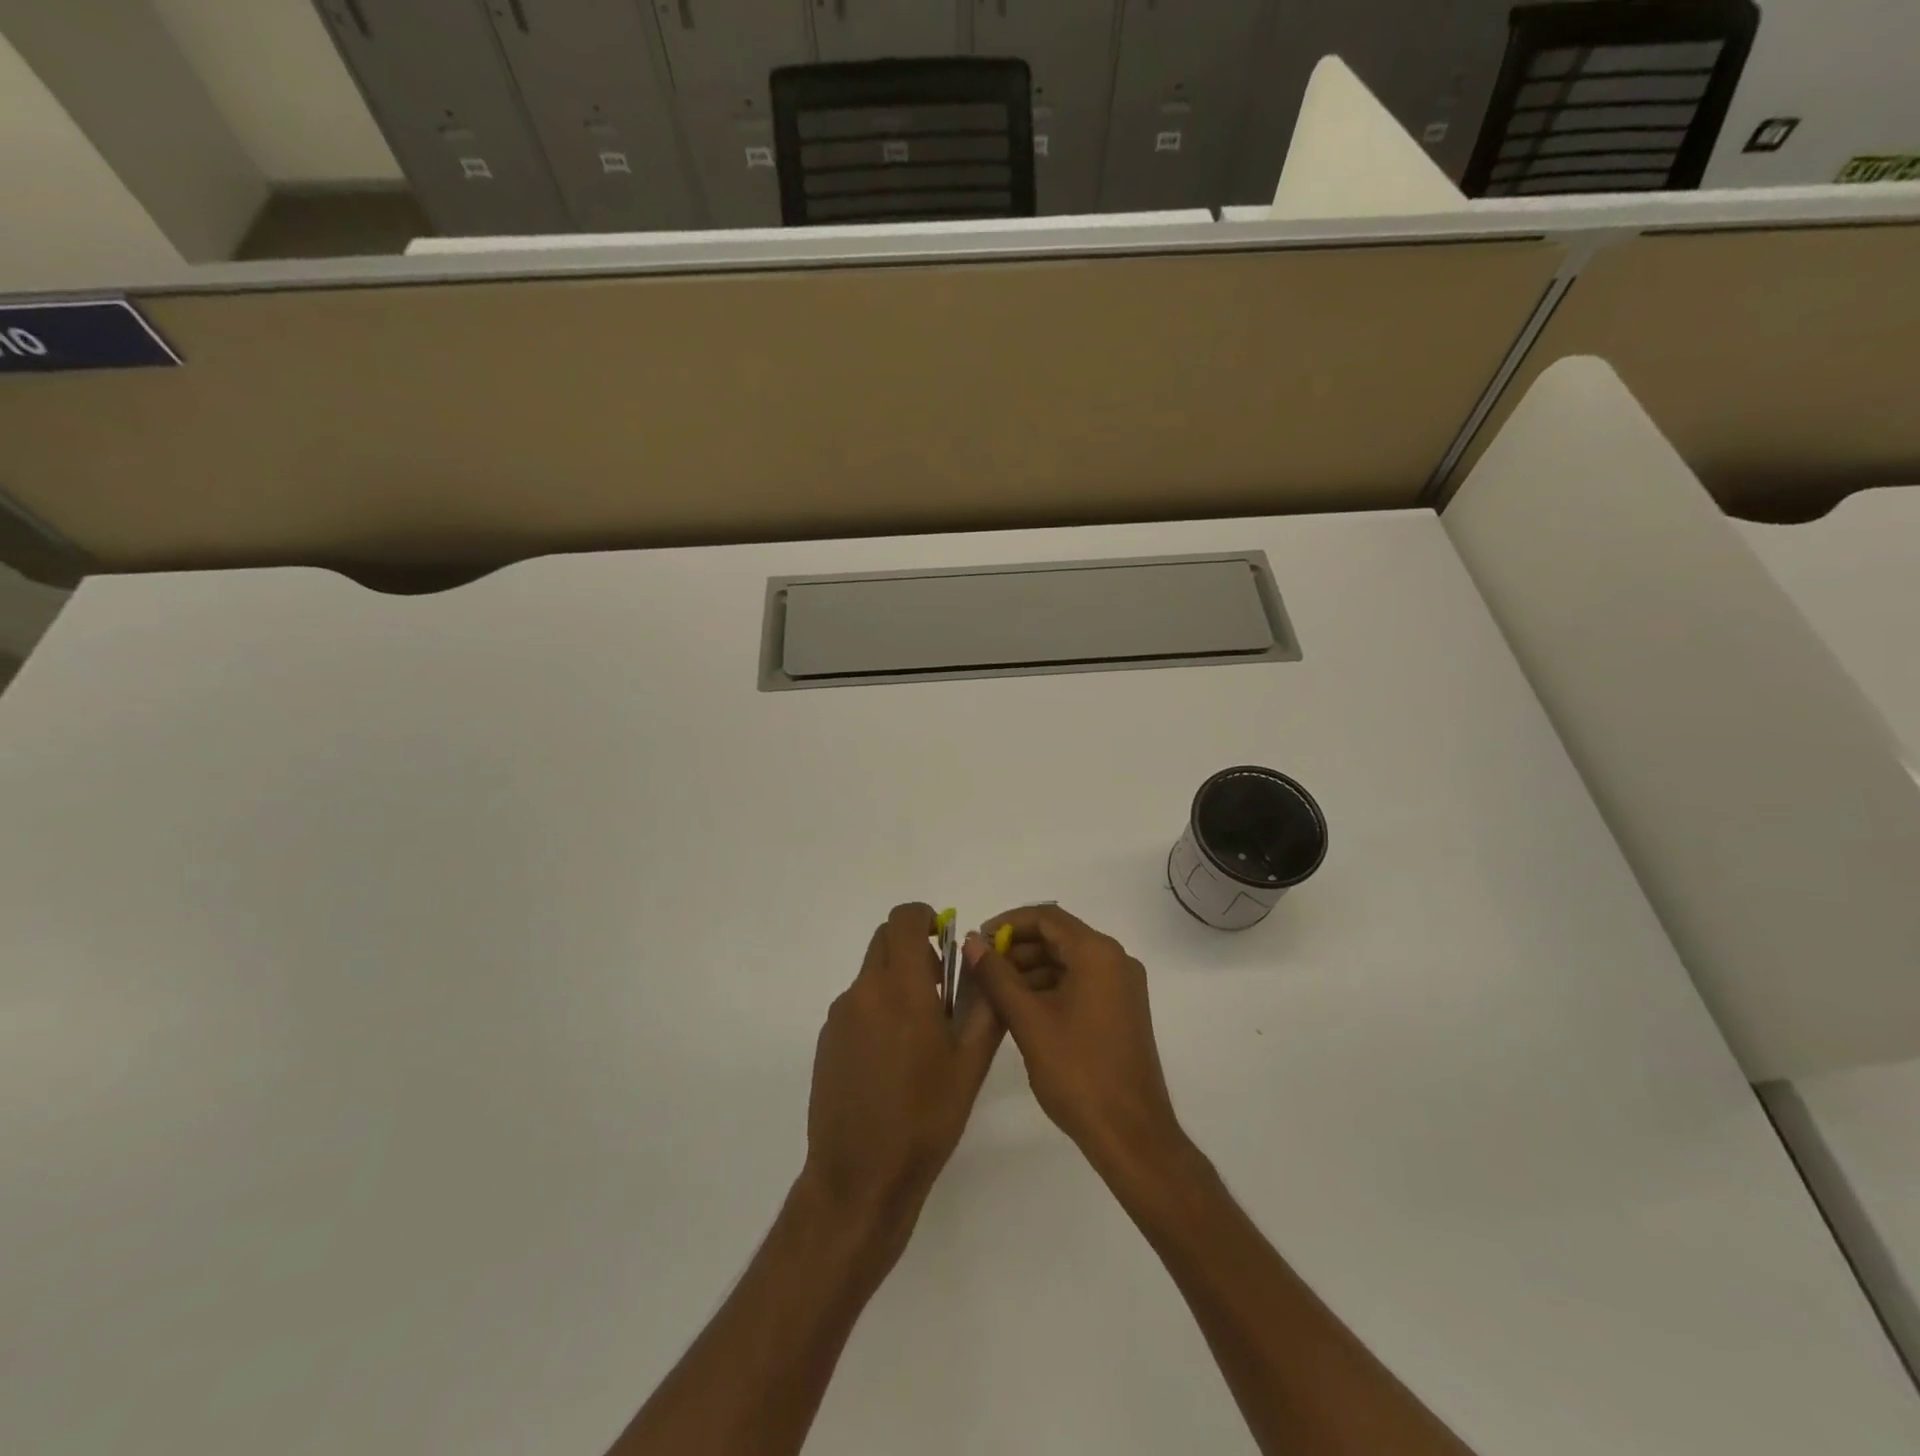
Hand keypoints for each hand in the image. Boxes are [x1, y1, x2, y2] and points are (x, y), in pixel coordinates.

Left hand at [802, 903, 1003, 1248]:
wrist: (860, 1176)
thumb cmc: (925, 1118)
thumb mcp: (970, 1063)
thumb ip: (984, 1003)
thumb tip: (985, 961)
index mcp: (900, 987)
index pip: (904, 919)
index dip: (925, 918)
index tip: (944, 940)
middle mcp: (863, 991)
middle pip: (885, 941)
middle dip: (914, 949)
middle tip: (941, 988)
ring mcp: (840, 1016)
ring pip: (871, 974)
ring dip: (897, 981)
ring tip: (922, 1034)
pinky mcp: (827, 1040)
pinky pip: (857, 1004)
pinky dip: (878, 1009)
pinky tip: (893, 1060)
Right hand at [963, 905, 1186, 1182]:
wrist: (1130, 1133)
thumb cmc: (1077, 1071)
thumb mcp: (1028, 1020)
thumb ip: (997, 976)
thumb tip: (972, 942)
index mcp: (1098, 953)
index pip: (1047, 917)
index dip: (1009, 923)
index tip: (979, 940)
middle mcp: (1115, 960)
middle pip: (1058, 937)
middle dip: (1017, 949)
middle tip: (980, 967)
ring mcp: (1121, 987)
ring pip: (1067, 962)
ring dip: (1030, 970)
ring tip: (993, 991)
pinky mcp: (1121, 1011)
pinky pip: (1079, 983)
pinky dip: (1049, 989)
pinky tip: (1020, 1009)